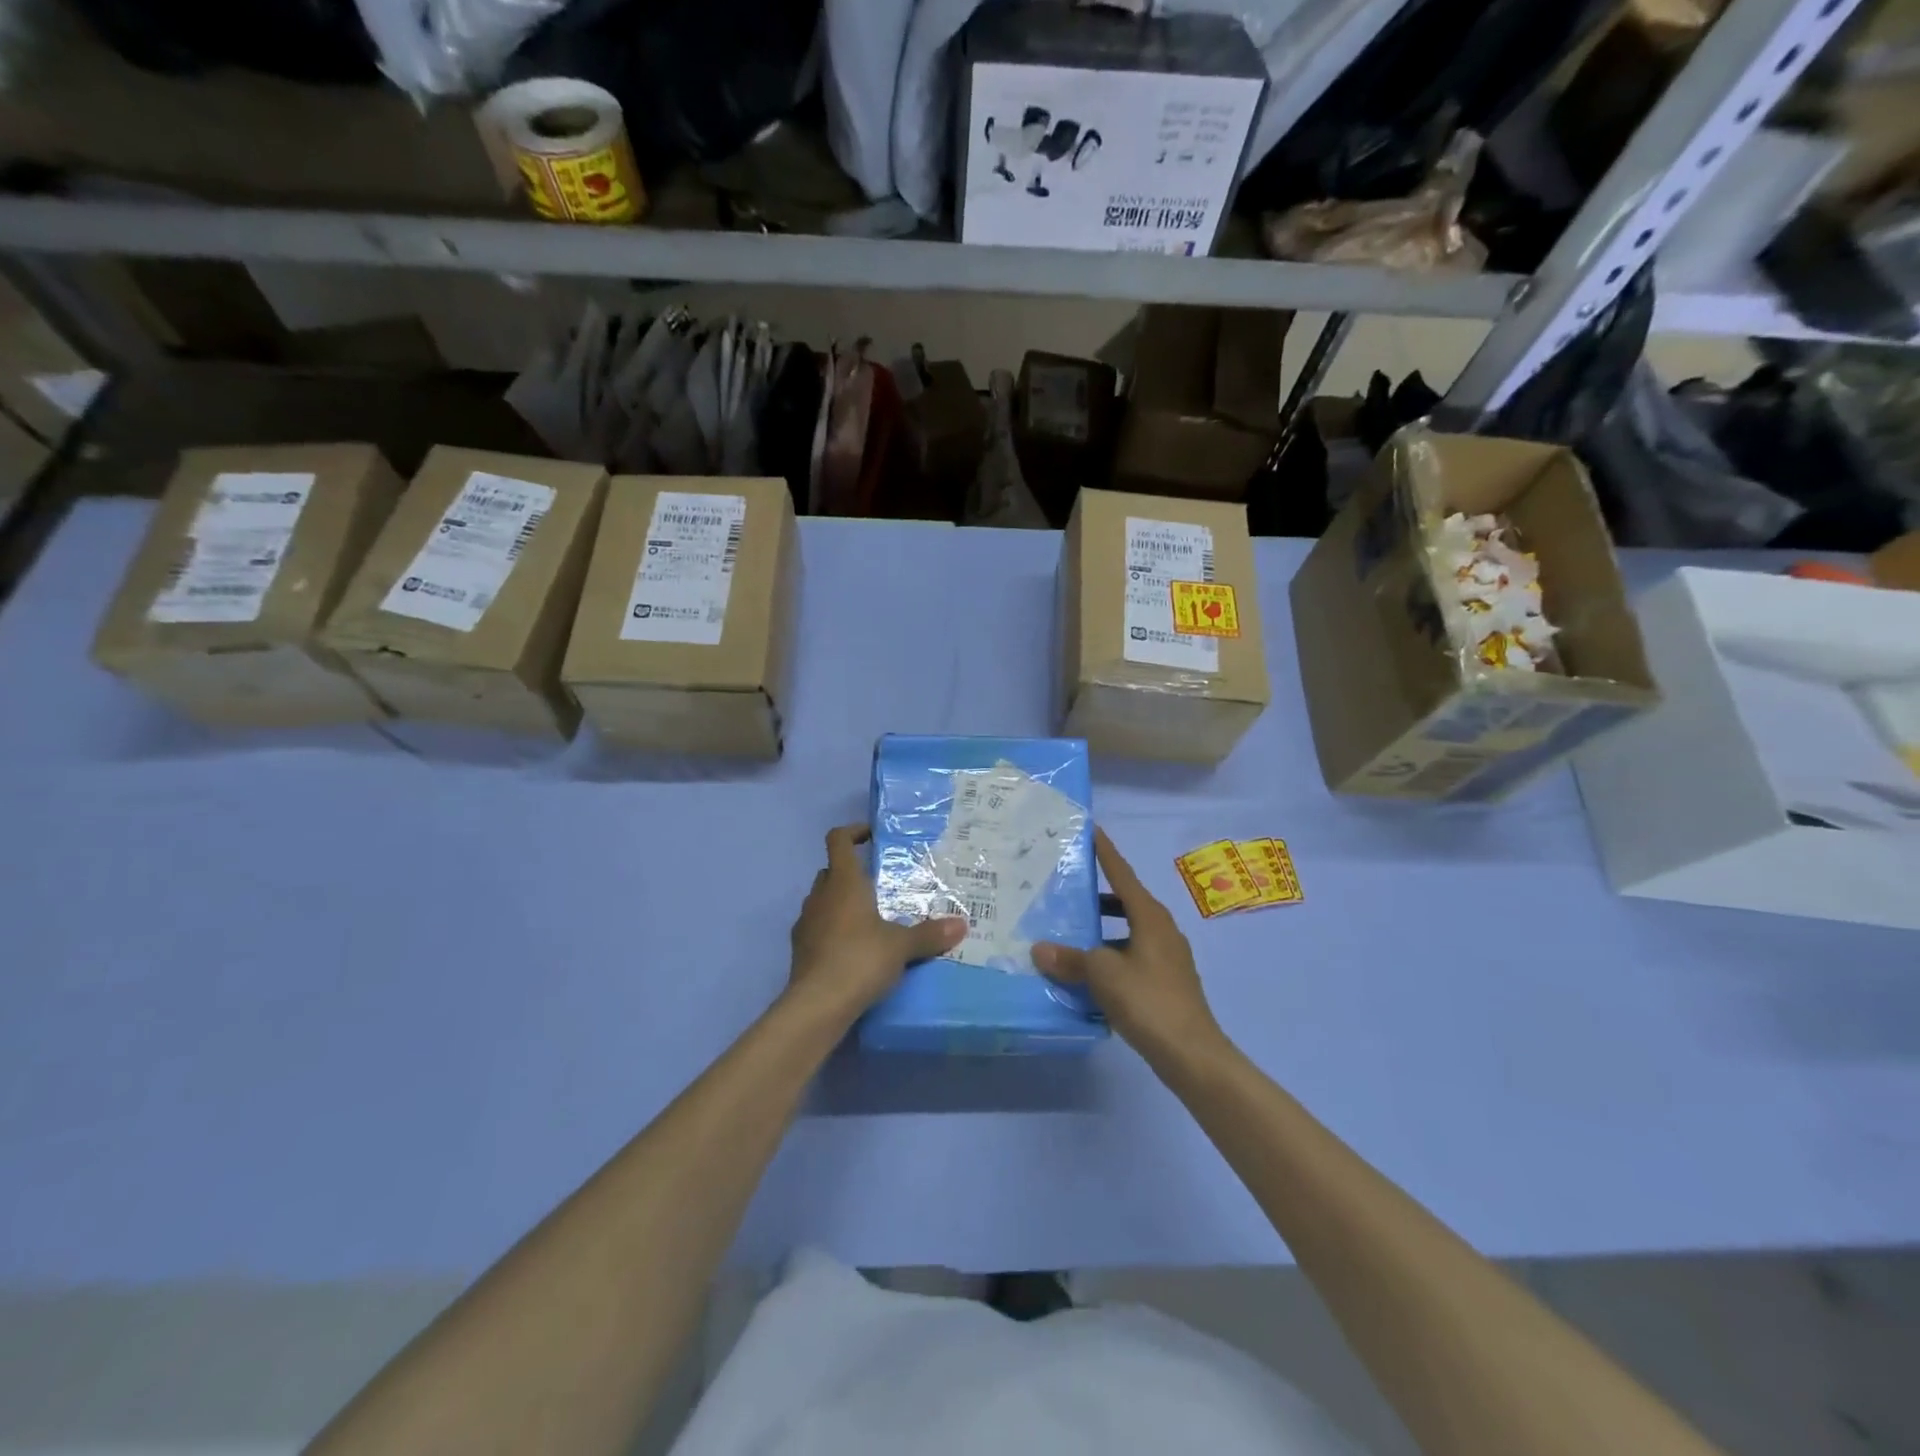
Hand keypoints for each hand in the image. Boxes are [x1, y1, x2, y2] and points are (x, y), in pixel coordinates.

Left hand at [788, 824, 967, 1022]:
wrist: (817, 1006)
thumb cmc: (860, 959)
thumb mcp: (902, 946)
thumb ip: (930, 934)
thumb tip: (962, 925)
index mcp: (843, 883)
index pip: (838, 840)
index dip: (853, 832)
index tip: (872, 836)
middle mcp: (820, 896)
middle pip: (831, 871)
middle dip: (852, 874)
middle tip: (880, 887)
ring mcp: (805, 923)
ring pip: (823, 901)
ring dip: (842, 904)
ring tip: (871, 921)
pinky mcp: (800, 950)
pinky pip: (818, 928)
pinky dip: (833, 931)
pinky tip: (854, 951)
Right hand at [1033, 828, 1220, 1059]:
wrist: (1192, 1053)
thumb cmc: (1148, 1000)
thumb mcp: (1102, 975)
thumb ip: (1070, 959)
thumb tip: (1039, 949)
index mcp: (1150, 916)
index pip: (1122, 874)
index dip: (1105, 852)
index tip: (1091, 829)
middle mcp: (1161, 929)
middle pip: (1125, 901)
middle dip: (1098, 893)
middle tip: (1067, 886)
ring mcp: (1167, 956)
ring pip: (1127, 931)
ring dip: (1102, 929)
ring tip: (1070, 931)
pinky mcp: (1166, 981)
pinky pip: (1131, 955)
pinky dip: (1110, 955)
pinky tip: (1089, 972)